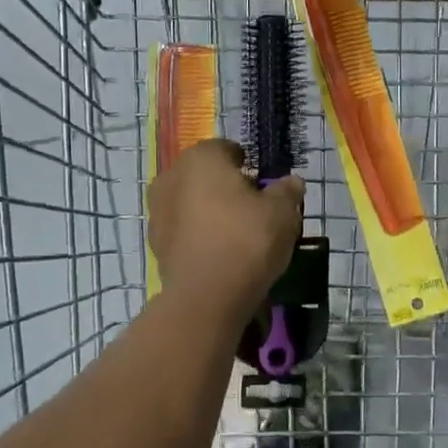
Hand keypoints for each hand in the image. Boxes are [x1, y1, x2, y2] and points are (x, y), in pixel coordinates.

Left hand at [149, 139, 304, 311]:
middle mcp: (172, 176)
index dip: (248, 166)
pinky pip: (184, 229)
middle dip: (226, 187)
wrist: (207, 297)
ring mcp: (158, 210)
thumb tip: (291, 182)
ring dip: (210, 211)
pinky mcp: (155, 243)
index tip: (264, 186)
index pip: (227, 150)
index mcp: (201, 158)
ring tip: (237, 234)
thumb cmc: (246, 240)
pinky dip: (199, 234)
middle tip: (253, 209)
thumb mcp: (282, 212)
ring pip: (192, 202)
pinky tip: (220, 252)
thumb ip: (287, 191)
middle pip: (206, 175)